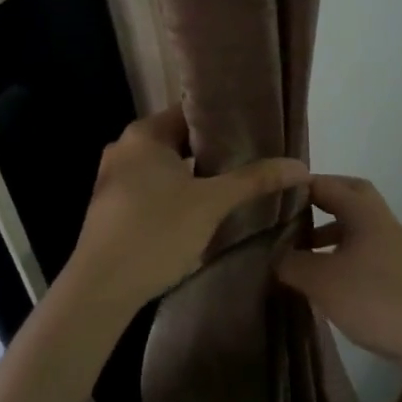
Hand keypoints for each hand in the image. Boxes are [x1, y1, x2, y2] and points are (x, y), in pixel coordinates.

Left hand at [62, 108, 308, 317]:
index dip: (224, 119)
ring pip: (167, 167)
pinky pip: (153, 188)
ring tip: (235, 183)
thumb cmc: (155, 232)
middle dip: (214, 150)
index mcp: (143, 134)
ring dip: (197, 174)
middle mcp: (124, 148)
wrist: (101, 289)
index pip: (190, 111)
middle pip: (179, 139)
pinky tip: (203, 209)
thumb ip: (254, 180)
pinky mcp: (113, 208)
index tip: (256, 129)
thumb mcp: (212, 203)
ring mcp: (114, 179)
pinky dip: (178, 193)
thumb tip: (301, 165)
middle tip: (254, 158)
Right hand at [278, 175, 401, 382]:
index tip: (269, 199)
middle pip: (348, 196)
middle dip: (319, 200)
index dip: (297, 187)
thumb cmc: (373, 299)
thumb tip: (272, 255)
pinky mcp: (396, 273)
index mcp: (364, 212)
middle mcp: (381, 221)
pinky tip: (323, 278)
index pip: (326, 183)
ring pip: (356, 225)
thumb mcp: (321, 280)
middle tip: (290, 214)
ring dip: (329, 229)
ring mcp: (392, 247)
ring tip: (300, 249)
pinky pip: (362, 250)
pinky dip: (340, 254)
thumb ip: (290, 262)